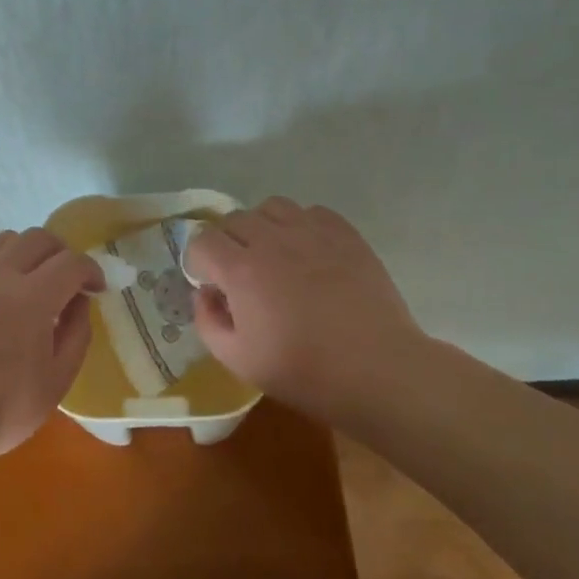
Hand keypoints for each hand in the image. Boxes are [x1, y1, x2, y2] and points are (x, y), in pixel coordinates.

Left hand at [0, 229, 105, 460]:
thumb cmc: (1, 406)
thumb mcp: (56, 382)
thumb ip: (76, 334)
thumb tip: (79, 301)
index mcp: (33, 298)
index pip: (72, 263)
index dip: (91, 270)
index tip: (95, 287)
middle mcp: (1, 273)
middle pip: (40, 238)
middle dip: (61, 254)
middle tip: (65, 279)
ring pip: (6, 239)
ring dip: (27, 252)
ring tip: (29, 278)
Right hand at [184, 198, 424, 425]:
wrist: (378, 371)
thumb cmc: (304, 371)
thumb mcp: (238, 360)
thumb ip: (208, 322)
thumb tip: (205, 295)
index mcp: (242, 270)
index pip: (202, 241)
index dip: (201, 263)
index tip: (214, 286)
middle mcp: (272, 240)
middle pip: (234, 220)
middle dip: (228, 243)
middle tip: (242, 275)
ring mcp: (311, 232)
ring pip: (271, 207)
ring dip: (263, 226)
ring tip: (275, 255)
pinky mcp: (345, 234)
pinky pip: (311, 212)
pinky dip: (301, 225)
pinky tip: (309, 253)